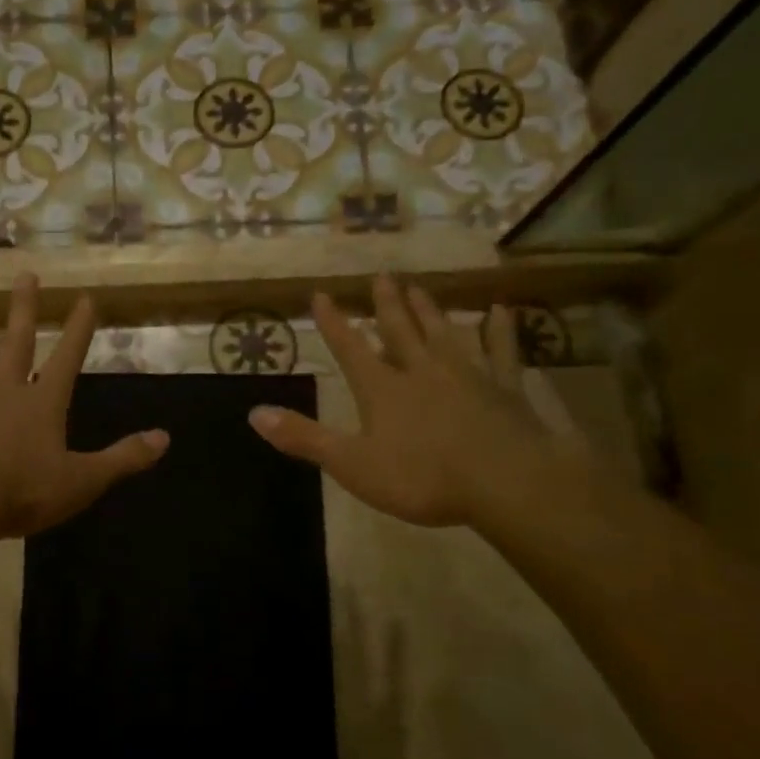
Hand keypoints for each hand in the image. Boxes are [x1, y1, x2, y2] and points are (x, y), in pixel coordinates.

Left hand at [0, 273, 168, 538]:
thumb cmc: (22, 493)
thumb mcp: (82, 481)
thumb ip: (123, 458)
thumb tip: (166, 438)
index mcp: (41, 406)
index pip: (67, 359)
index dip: (78, 329)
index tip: (85, 297)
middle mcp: (2, 394)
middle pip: (15, 344)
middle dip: (24, 310)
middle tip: (25, 274)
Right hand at [248, 276, 554, 527]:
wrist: (505, 482)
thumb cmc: (422, 477)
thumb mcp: (351, 463)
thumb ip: (304, 437)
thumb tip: (254, 413)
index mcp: (382, 388)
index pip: (350, 348)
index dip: (333, 323)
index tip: (321, 294)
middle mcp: (421, 371)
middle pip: (400, 330)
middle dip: (386, 305)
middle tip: (380, 276)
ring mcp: (467, 376)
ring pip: (444, 333)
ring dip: (429, 311)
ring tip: (418, 288)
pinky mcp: (505, 389)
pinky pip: (501, 353)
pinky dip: (500, 331)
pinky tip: (501, 311)